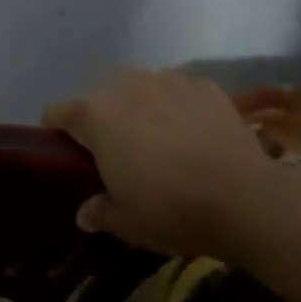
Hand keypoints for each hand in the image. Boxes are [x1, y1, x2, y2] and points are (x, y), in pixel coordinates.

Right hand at [43, 68, 282, 257]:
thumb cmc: (170, 208)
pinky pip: (177, 93)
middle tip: (119, 157)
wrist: (244, 196)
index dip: (56, 134)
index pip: (56, 113)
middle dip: (102, 122)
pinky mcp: (204, 84)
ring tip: (160, 143)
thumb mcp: (126, 222)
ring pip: (140, 90)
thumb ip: (99, 211)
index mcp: (95, 116)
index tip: (68, 158)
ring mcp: (168, 80)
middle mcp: (126, 85)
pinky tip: (194, 137)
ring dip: (140, 110)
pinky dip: (177, 109)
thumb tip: (86, 212)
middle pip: (99, 98)